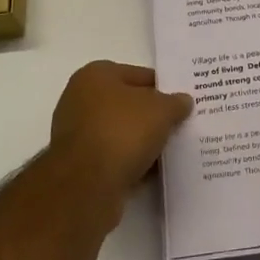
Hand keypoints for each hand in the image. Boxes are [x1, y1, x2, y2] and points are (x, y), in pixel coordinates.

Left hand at [48, 61, 192, 202]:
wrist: (87, 185)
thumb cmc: (122, 132)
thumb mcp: (161, 110)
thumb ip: (175, 103)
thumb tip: (183, 101)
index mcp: (95, 75)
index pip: (139, 75)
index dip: (164, 87)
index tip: (183, 102)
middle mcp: (80, 99)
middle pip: (128, 104)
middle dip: (152, 116)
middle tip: (180, 125)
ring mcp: (76, 134)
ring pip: (120, 133)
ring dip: (142, 141)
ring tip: (170, 151)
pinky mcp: (79, 165)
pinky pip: (113, 157)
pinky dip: (130, 162)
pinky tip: (152, 171)